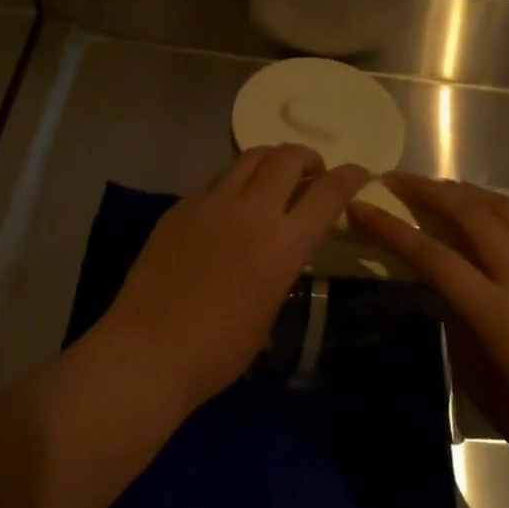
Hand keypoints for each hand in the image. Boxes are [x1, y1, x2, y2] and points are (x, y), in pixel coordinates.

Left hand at [99, 146, 368, 408]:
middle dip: (308, 158)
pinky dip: (235, 183)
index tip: (358, 173)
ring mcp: (210, 202)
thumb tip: (279, 250)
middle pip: (287, 158)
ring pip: (249, 158)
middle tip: (311, 174)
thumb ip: (281, 267)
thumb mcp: (268, 310)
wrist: (150, 348)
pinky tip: (229, 207)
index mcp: (282, 243)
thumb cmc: (219, 350)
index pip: (327, 192)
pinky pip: (217, 181)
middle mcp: (250, 210)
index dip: (349, 177)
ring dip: (271, 162)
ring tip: (273, 179)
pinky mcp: (181, 206)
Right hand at [350, 173, 508, 486]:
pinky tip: (480, 217)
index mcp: (498, 315)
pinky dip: (493, 208)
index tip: (359, 205)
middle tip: (393, 181)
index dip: (390, 227)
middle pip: (470, 213)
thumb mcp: (477, 379)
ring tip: (433, 189)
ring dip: (461, 191)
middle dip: (426, 190)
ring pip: (502, 207)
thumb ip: (455, 321)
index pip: (432, 255)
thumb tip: (439, 284)